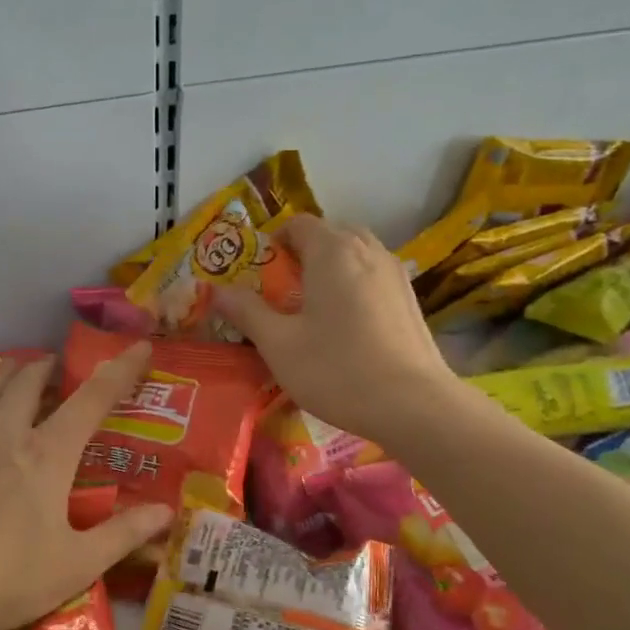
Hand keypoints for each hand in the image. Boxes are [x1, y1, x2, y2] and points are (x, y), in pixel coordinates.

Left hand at [0, 343, 173, 629]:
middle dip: (51, 366)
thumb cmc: (9, 580)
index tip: (139, 347)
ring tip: (20, 374)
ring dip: (9, 375)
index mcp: (47, 454)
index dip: (120, 370)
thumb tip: (166, 512)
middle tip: (62, 369)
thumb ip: (125, 534)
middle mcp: (5, 436)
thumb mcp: (78, 563)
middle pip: (30, 380)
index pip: (92, 398)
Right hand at [214, 213, 457, 443]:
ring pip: (355, 254)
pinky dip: (354, 286)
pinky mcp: (410, 299)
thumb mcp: (278, 344)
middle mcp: (367, 250)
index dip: (273, 242)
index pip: (298, 224)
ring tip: (313, 308)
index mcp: (332, 251)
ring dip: (330, 269)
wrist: (413, 405)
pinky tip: (346, 326)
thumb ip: (246, 311)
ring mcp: (394, 273)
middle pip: (330, 234)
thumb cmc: (336, 370)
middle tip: (282, 291)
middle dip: (303, 253)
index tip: (259, 274)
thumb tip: (215, 290)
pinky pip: (373, 276)